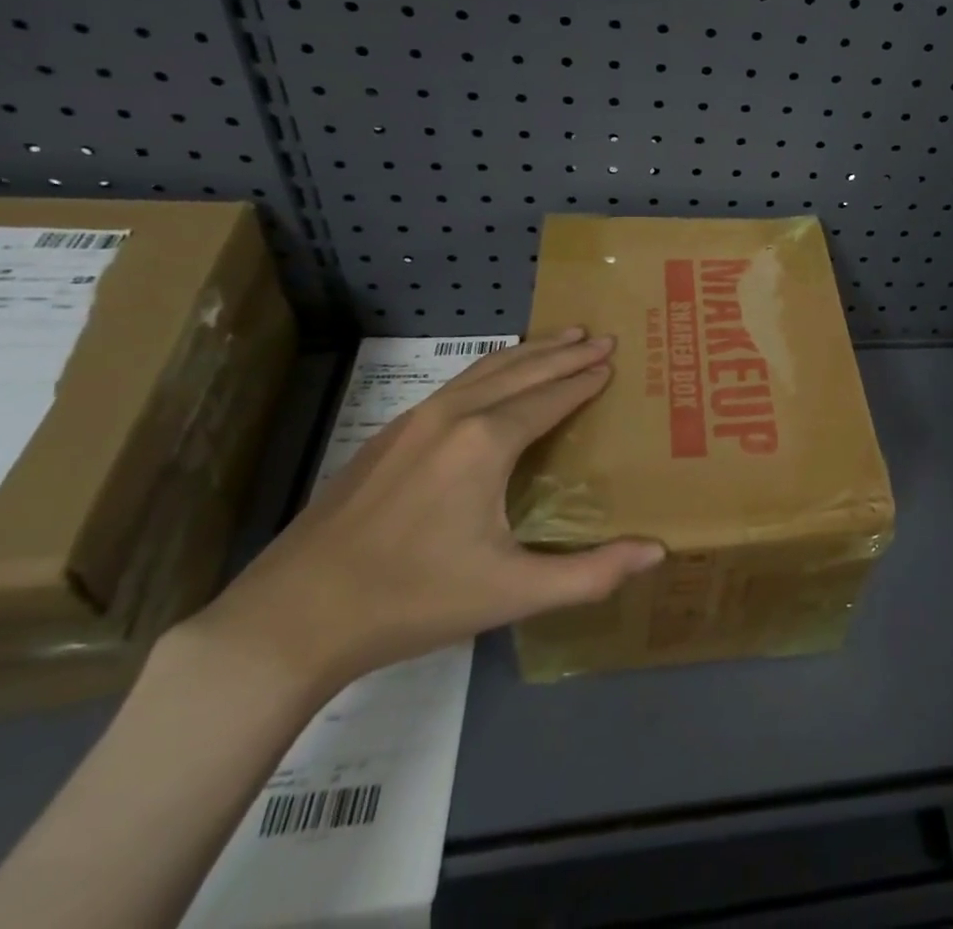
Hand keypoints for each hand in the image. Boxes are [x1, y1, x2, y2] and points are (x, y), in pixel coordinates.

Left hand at [184, 328, 663, 696]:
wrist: (293, 615)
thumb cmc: (413, 599)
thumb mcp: (511, 591)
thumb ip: (590, 573)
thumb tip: (658, 552)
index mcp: (487, 442)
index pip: (552, 397)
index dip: (586, 379)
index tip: (614, 360)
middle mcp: (455, 415)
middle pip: (523, 369)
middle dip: (565, 351)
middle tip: (600, 336)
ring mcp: (415, 419)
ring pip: (485, 369)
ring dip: (528, 351)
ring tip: (561, 337)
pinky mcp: (387, 433)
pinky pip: (457, 383)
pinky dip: (492, 368)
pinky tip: (495, 375)